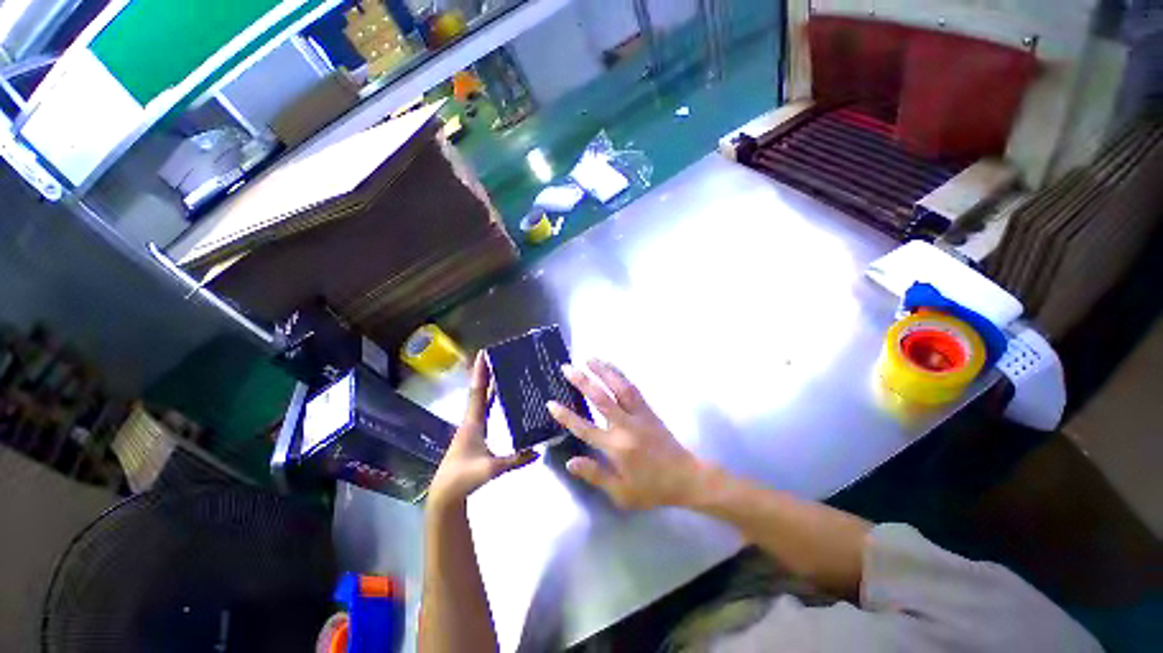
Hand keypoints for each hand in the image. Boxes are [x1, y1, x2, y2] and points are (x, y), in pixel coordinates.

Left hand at [428, 352, 537, 507]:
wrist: (446, 493)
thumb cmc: (464, 477)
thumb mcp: (491, 469)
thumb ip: (515, 460)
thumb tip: (537, 451)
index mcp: (473, 423)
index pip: (477, 393)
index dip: (481, 373)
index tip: (483, 354)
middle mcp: (471, 420)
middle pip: (479, 392)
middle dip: (485, 373)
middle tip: (495, 357)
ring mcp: (472, 427)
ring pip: (481, 400)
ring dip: (488, 384)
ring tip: (500, 370)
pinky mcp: (474, 434)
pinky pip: (484, 409)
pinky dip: (490, 399)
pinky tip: (499, 397)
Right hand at [547, 360, 706, 509]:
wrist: (686, 477)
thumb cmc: (652, 488)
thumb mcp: (622, 493)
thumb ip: (595, 475)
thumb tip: (571, 462)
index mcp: (616, 447)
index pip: (585, 428)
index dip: (566, 416)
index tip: (551, 403)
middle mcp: (626, 425)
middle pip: (600, 398)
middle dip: (582, 381)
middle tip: (567, 368)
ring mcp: (639, 414)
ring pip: (618, 387)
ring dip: (603, 371)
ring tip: (589, 358)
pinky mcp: (648, 409)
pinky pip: (632, 388)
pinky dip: (620, 375)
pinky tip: (611, 368)